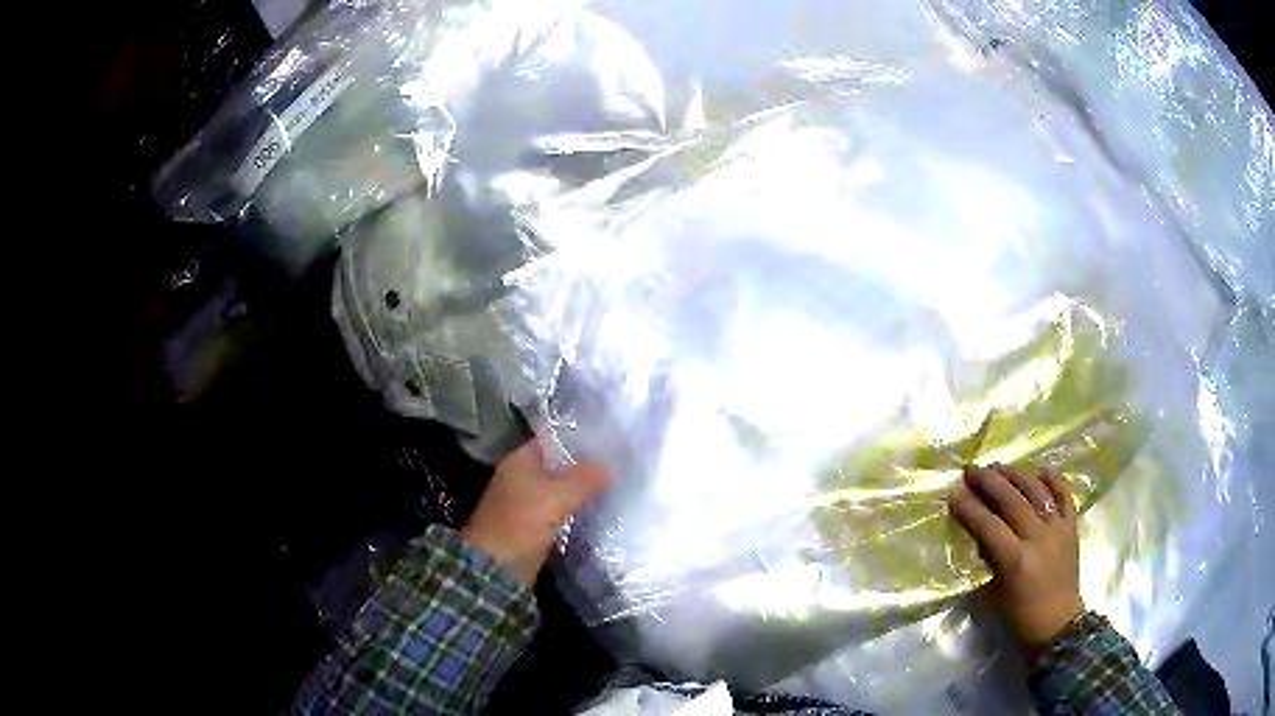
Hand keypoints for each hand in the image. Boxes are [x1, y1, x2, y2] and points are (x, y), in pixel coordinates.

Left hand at [461, 440, 609, 586]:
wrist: (497, 567)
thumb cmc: (520, 523)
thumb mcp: (555, 497)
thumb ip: (584, 479)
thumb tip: (610, 466)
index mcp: (521, 461)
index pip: (554, 439)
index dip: (581, 439)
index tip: (610, 441)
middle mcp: (524, 477)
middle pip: (560, 465)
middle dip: (587, 466)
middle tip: (620, 464)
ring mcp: (529, 502)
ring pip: (563, 489)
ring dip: (584, 490)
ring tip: (618, 484)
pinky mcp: (537, 524)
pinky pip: (563, 510)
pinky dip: (578, 509)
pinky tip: (602, 509)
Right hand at [949, 463, 1083, 654]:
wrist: (1058, 623)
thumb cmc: (1019, 616)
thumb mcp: (994, 595)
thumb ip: (987, 562)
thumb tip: (978, 536)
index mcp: (1015, 560)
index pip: (988, 525)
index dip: (969, 508)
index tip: (954, 493)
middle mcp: (1038, 538)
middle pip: (1012, 500)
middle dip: (989, 482)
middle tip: (972, 470)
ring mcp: (1058, 529)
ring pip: (1037, 491)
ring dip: (1016, 475)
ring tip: (999, 466)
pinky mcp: (1072, 527)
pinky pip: (1064, 495)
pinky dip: (1053, 480)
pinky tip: (1040, 472)